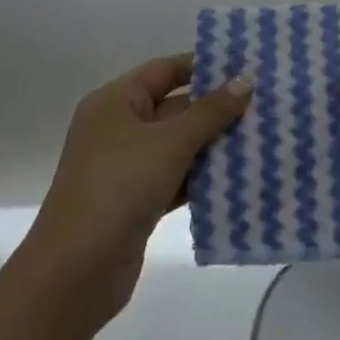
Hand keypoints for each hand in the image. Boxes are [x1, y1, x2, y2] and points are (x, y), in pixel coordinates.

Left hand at [27, 56, 252, 331]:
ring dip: (214, 144)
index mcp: (116, 101)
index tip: (246, 67)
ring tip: (262, 137)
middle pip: (174, 107)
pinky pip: (176, 178)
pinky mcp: (137, 201)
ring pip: (178, 145)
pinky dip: (202, 177)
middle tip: (264, 105)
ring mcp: (127, 167)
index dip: (204, 66)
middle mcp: (119, 127)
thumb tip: (246, 80)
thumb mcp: (169, 143)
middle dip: (216, 108)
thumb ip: (210, 112)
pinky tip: (239, 178)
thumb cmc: (118, 188)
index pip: (165, 70)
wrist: (75, 272)